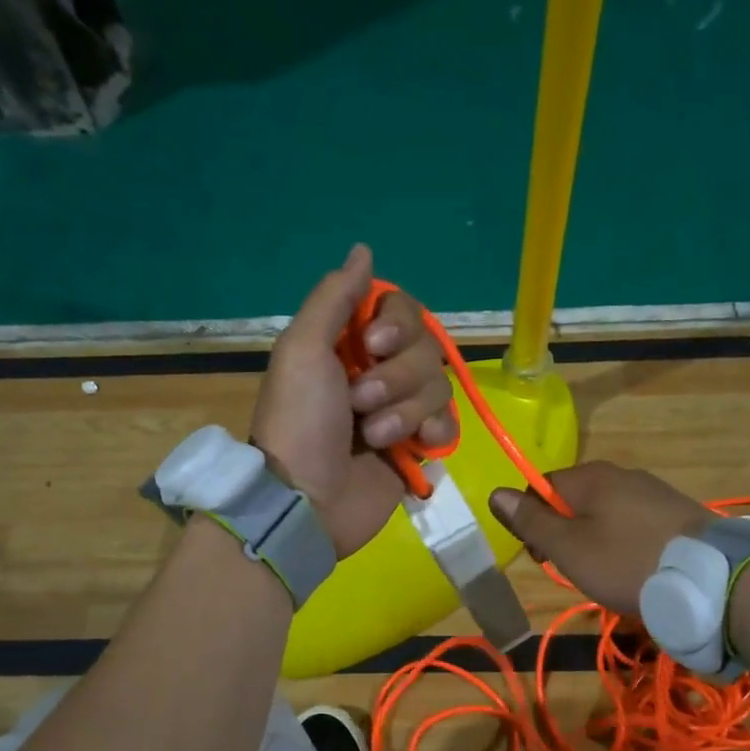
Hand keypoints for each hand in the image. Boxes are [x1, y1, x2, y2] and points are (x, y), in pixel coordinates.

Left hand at [251, 245, 457, 557]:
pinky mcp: (418, 448)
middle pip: (426, 349)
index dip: (398, 326)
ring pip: (439, 386)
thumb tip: (364, 250)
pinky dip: (435, 433)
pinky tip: (416, 448)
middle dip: (396, 377)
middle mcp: (379, 372)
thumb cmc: (299, 422)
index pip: (402, 312)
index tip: (374, 345)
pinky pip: (450, 425)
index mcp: (350, 345)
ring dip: (405, 411)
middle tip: (359, 404)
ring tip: (373, 437)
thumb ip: (334, 297)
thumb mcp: (303, 350)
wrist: (306, 501)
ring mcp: (401, 412)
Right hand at [490, 462, 711, 618]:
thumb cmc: (627, 562)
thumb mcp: (569, 548)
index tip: (540, 556)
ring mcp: (653, 491)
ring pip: (606, 513)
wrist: (712, 579)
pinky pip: (635, 522)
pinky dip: (626, 543)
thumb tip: (496, 492)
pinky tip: (636, 568)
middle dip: (565, 533)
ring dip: (595, 540)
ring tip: (606, 574)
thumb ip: (531, 520)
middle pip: (575, 499)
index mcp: (590, 477)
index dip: (532, 520)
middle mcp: (621, 474)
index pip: (542, 486)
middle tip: (573, 569)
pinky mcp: (677, 512)